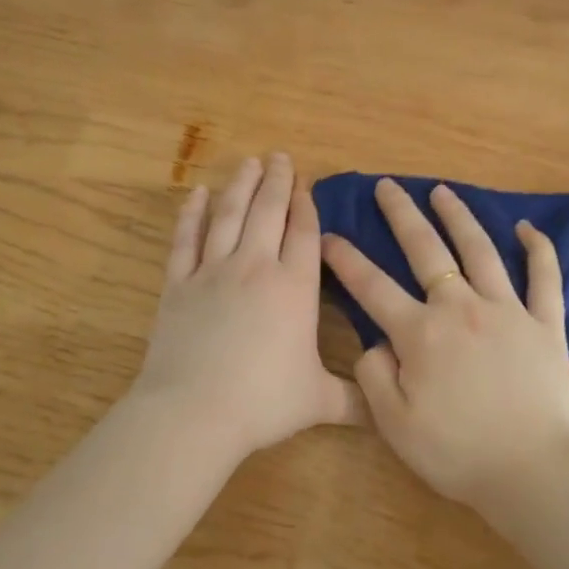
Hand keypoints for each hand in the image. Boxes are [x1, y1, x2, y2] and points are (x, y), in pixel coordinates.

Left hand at [131, 154, 362, 464]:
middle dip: (277, 181)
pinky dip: (191, 214)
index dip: (307, 206)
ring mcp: (213, 271)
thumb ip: (357, 400)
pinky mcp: (178, 284)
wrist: (194, 412)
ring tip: (248, 162)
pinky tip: (196, 194)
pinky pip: (186, 239)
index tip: (306, 184)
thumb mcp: (319, 402)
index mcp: (295, 288)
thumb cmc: (263, 402)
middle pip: (268, 212)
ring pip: (229, 216)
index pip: (304, 234)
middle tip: (279, 156)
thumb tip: (389, 410)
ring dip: (240, 186)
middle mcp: (256, 267)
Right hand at [321, 179, 568, 509]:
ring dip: (459, 216)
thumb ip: (373, 375)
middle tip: (387, 186)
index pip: (372, 286)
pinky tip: (526, 227)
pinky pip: (544, 277)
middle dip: (401, 214)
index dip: (346, 259)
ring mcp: (507, 310)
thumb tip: (375, 341)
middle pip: (427, 250)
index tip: (328, 236)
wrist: (530, 472)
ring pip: (480, 250)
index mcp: (421, 333)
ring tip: (442, 191)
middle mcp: (461, 307)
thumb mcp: (393, 424)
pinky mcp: (545, 323)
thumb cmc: (457, 453)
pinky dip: (538, 248)